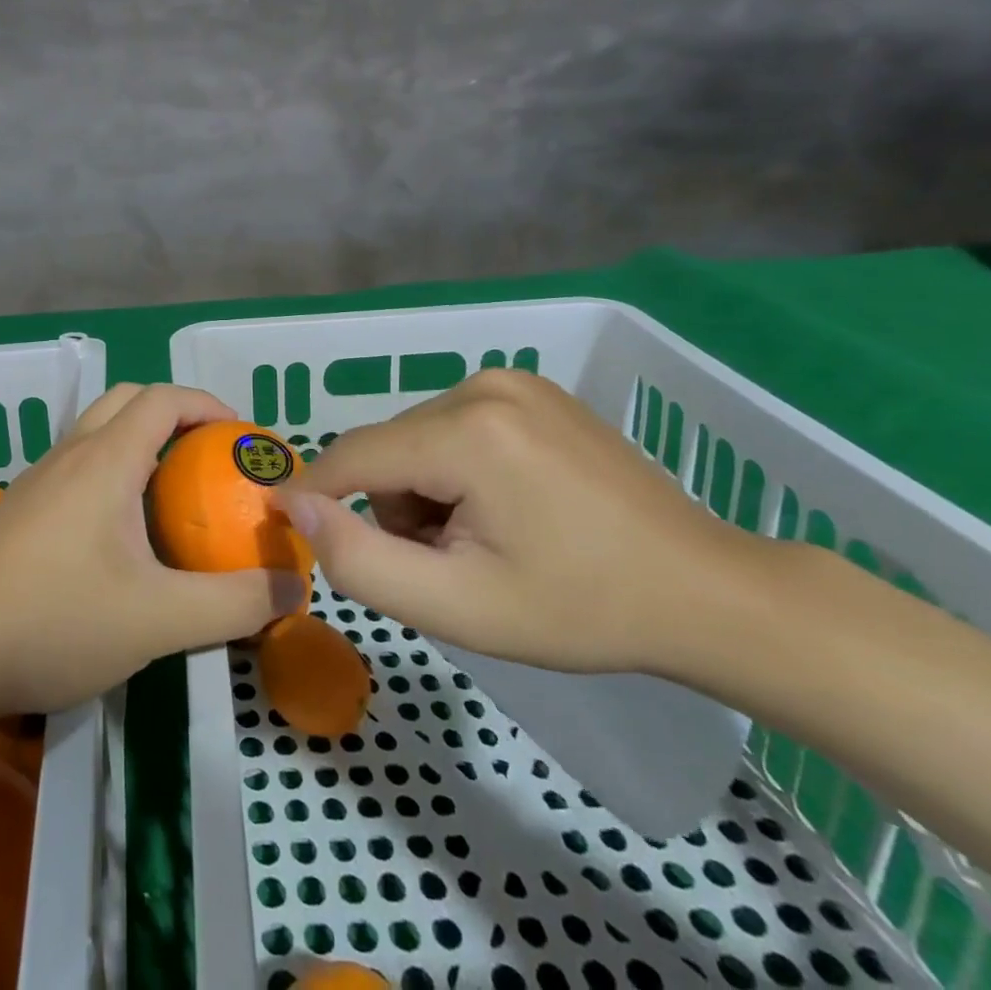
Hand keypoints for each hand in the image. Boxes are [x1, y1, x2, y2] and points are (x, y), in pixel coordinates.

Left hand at [0, 383, 305, 715]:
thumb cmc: (51, 622)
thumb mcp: (158, 620)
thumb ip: (235, 603)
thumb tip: (296, 588)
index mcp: (105, 459)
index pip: (163, 397)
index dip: (209, 405)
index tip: (243, 440)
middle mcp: (71, 454)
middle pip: (129, 401)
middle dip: (177, 416)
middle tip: (211, 460)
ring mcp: (40, 479)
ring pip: (100, 433)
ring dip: (142, 444)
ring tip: (176, 496)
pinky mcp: (22, 508)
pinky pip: (80, 467)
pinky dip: (115, 473)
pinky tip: (124, 536)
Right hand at [279, 367, 765, 675]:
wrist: (706, 591)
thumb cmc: (580, 610)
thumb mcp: (458, 606)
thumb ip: (360, 559)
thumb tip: (294, 505)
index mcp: (467, 432)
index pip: (354, 457)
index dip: (314, 493)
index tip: (285, 525)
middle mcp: (482, 386)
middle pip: (388, 449)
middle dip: (393, 507)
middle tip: (446, 566)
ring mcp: (511, 380)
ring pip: (417, 437)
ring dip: (423, 490)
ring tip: (482, 540)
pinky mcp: (529, 389)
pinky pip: (453, 426)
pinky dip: (453, 469)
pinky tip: (506, 508)